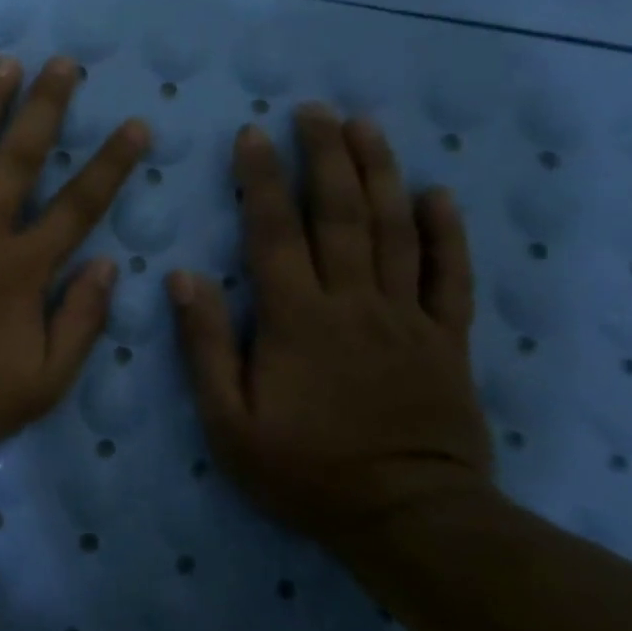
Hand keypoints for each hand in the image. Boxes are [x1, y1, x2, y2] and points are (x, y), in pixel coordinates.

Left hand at [0, 57, 147, 457]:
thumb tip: (109, 267)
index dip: (110, 166)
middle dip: (44, 108)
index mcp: (20, 269)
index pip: (78, 207)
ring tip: (1, 63)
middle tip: (61, 63)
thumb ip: (80, 323)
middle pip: (18, 160)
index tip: (134, 126)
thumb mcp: (43, 383)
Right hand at [167, 104, 492, 544]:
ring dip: (380, 174)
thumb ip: (205, 345)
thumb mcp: (228, 420)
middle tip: (314, 109)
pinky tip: (438, 194)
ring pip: (394, 231)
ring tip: (366, 127)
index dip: (262, 180)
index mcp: (295, 319)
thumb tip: (182, 276)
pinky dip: (447, 233)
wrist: (409, 521)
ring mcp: (406, 318)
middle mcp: (352, 303)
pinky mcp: (446, 340)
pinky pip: (449, 276)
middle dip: (324, 157)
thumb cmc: (304, 470)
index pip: (274, 233)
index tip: (253, 134)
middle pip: (339, 215)